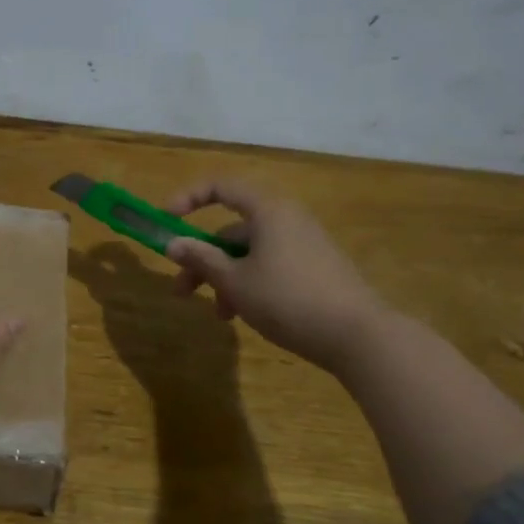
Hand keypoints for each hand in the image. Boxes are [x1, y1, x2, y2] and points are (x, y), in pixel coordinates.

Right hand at [163, 179, 388, 371]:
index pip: (221, 187)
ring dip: (225, 278)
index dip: (188, 199)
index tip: (166, 221)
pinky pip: (270, 266)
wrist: (358, 336)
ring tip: (219, 314)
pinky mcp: (315, 269)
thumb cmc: (287, 299)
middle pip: (232, 230)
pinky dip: (249, 283)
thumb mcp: (235, 281)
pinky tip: (243, 315)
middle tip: (181, 290)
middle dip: (203, 258)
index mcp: (268, 210)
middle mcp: (287, 219)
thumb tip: (172, 243)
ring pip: (250, 253)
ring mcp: (304, 244)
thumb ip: (201, 259)